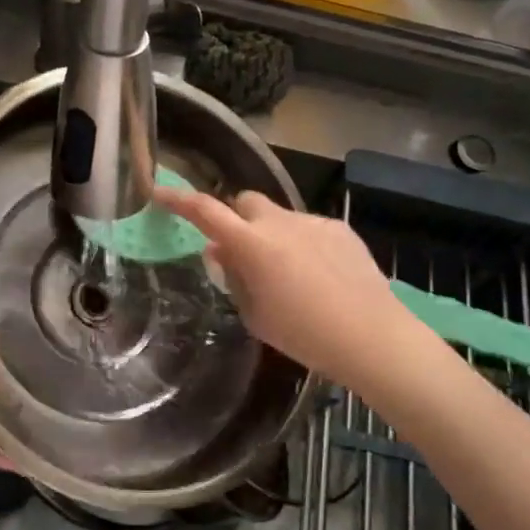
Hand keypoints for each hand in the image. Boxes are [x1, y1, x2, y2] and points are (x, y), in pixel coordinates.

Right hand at [154, 185, 429, 390]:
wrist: (371, 336)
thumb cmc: (304, 334)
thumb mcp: (256, 315)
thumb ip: (233, 277)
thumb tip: (219, 251)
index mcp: (252, 244)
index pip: (205, 211)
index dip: (178, 200)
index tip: (158, 193)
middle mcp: (281, 222)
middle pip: (246, 203)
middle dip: (238, 221)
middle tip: (243, 255)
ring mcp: (313, 222)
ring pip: (280, 217)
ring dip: (273, 236)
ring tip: (291, 277)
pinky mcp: (340, 229)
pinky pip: (309, 228)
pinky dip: (303, 244)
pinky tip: (321, 277)